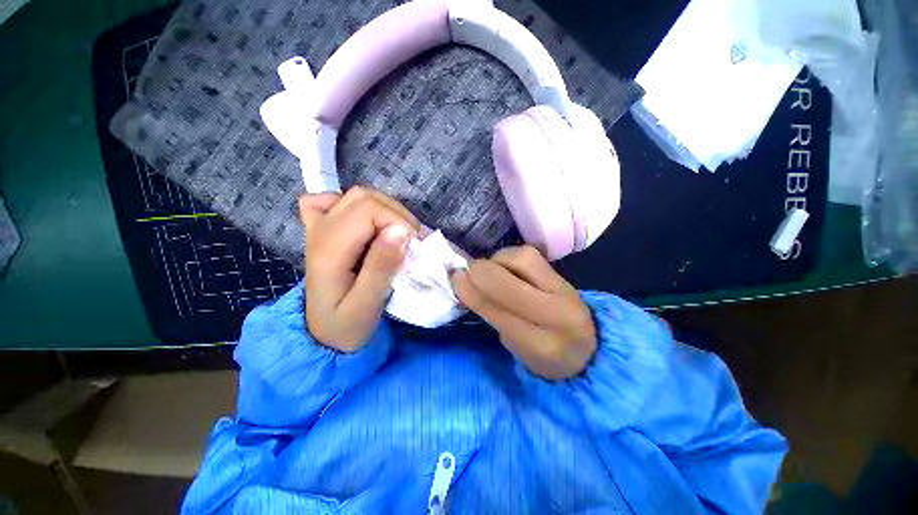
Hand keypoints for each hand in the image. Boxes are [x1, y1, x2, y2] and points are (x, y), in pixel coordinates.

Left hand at [299, 187, 418, 351]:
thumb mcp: (366, 306)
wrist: (323, 335)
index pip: (368, 210)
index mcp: (329, 249)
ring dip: (386, 210)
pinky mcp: (323, 229)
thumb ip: (381, 268)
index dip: (398, 220)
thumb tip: (400, 232)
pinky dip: (357, 206)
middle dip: (396, 214)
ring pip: (357, 195)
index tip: (414, 244)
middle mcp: (320, 230)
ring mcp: (318, 226)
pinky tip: (367, 223)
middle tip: (410, 241)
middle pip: (363, 197)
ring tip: (398, 235)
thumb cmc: (346, 326)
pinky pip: (333, 201)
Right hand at [452, 246, 596, 379]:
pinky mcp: (562, 274)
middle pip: (510, 284)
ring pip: (522, 260)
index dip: (473, 293)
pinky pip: (528, 254)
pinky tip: (505, 266)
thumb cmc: (542, 354)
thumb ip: (492, 315)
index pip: (500, 313)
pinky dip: (508, 256)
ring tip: (490, 271)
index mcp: (542, 346)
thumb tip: (466, 283)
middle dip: (482, 273)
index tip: (456, 279)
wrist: (586, 345)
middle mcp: (558, 315)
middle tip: (468, 271)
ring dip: (496, 261)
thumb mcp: (514, 347)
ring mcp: (564, 290)